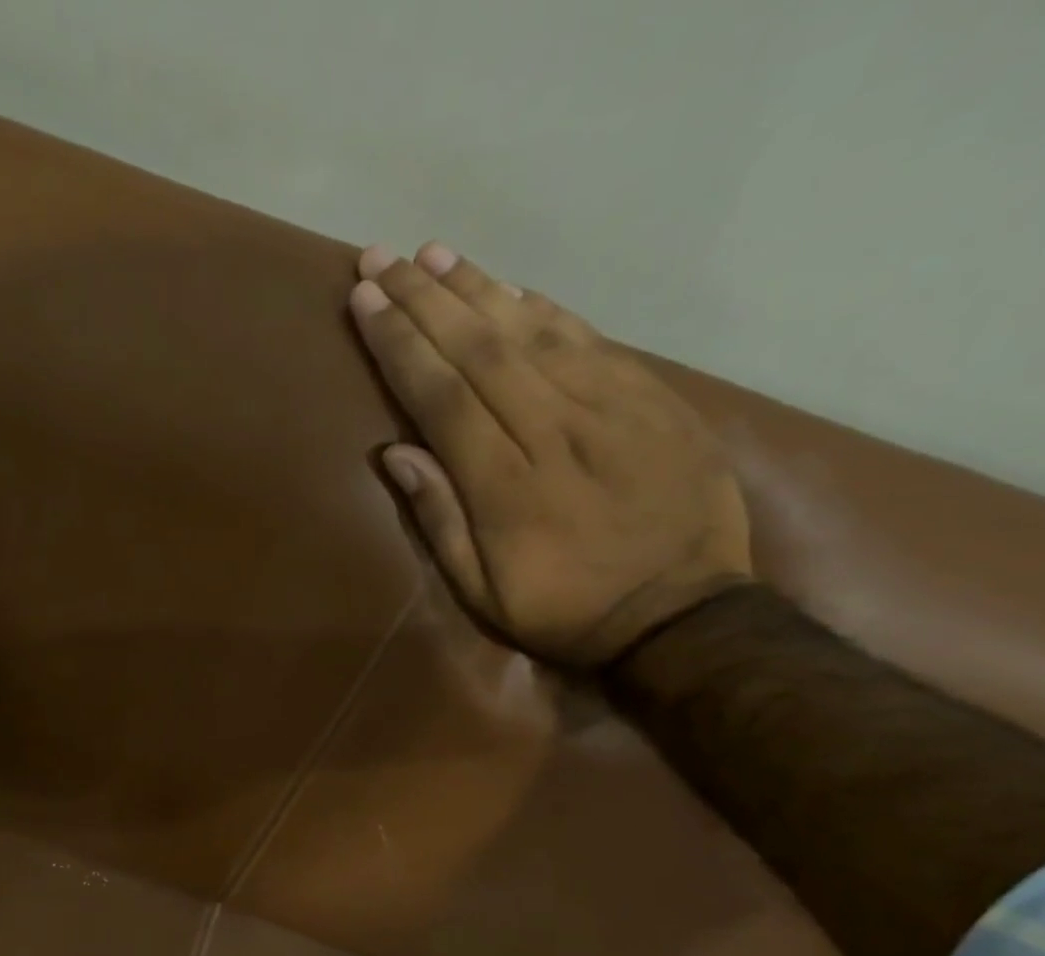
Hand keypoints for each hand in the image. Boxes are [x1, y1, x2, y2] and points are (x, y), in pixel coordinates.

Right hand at [348, 242, 752, 667]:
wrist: (679, 613)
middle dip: (426, 299)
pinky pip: (591, 340)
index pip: (441, 394)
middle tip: (384, 256)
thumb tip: (394, 452)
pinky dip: (545, 309)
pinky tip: (512, 289)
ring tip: (436, 254)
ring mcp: (611, 407)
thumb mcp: (482, 591)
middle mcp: (554, 429)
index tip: (365, 298)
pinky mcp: (652, 400)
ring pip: (534, 331)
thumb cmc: (563, 609)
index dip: (399, 343)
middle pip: (481, 348)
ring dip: (479, 288)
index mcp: (505, 484)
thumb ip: (439, 519)